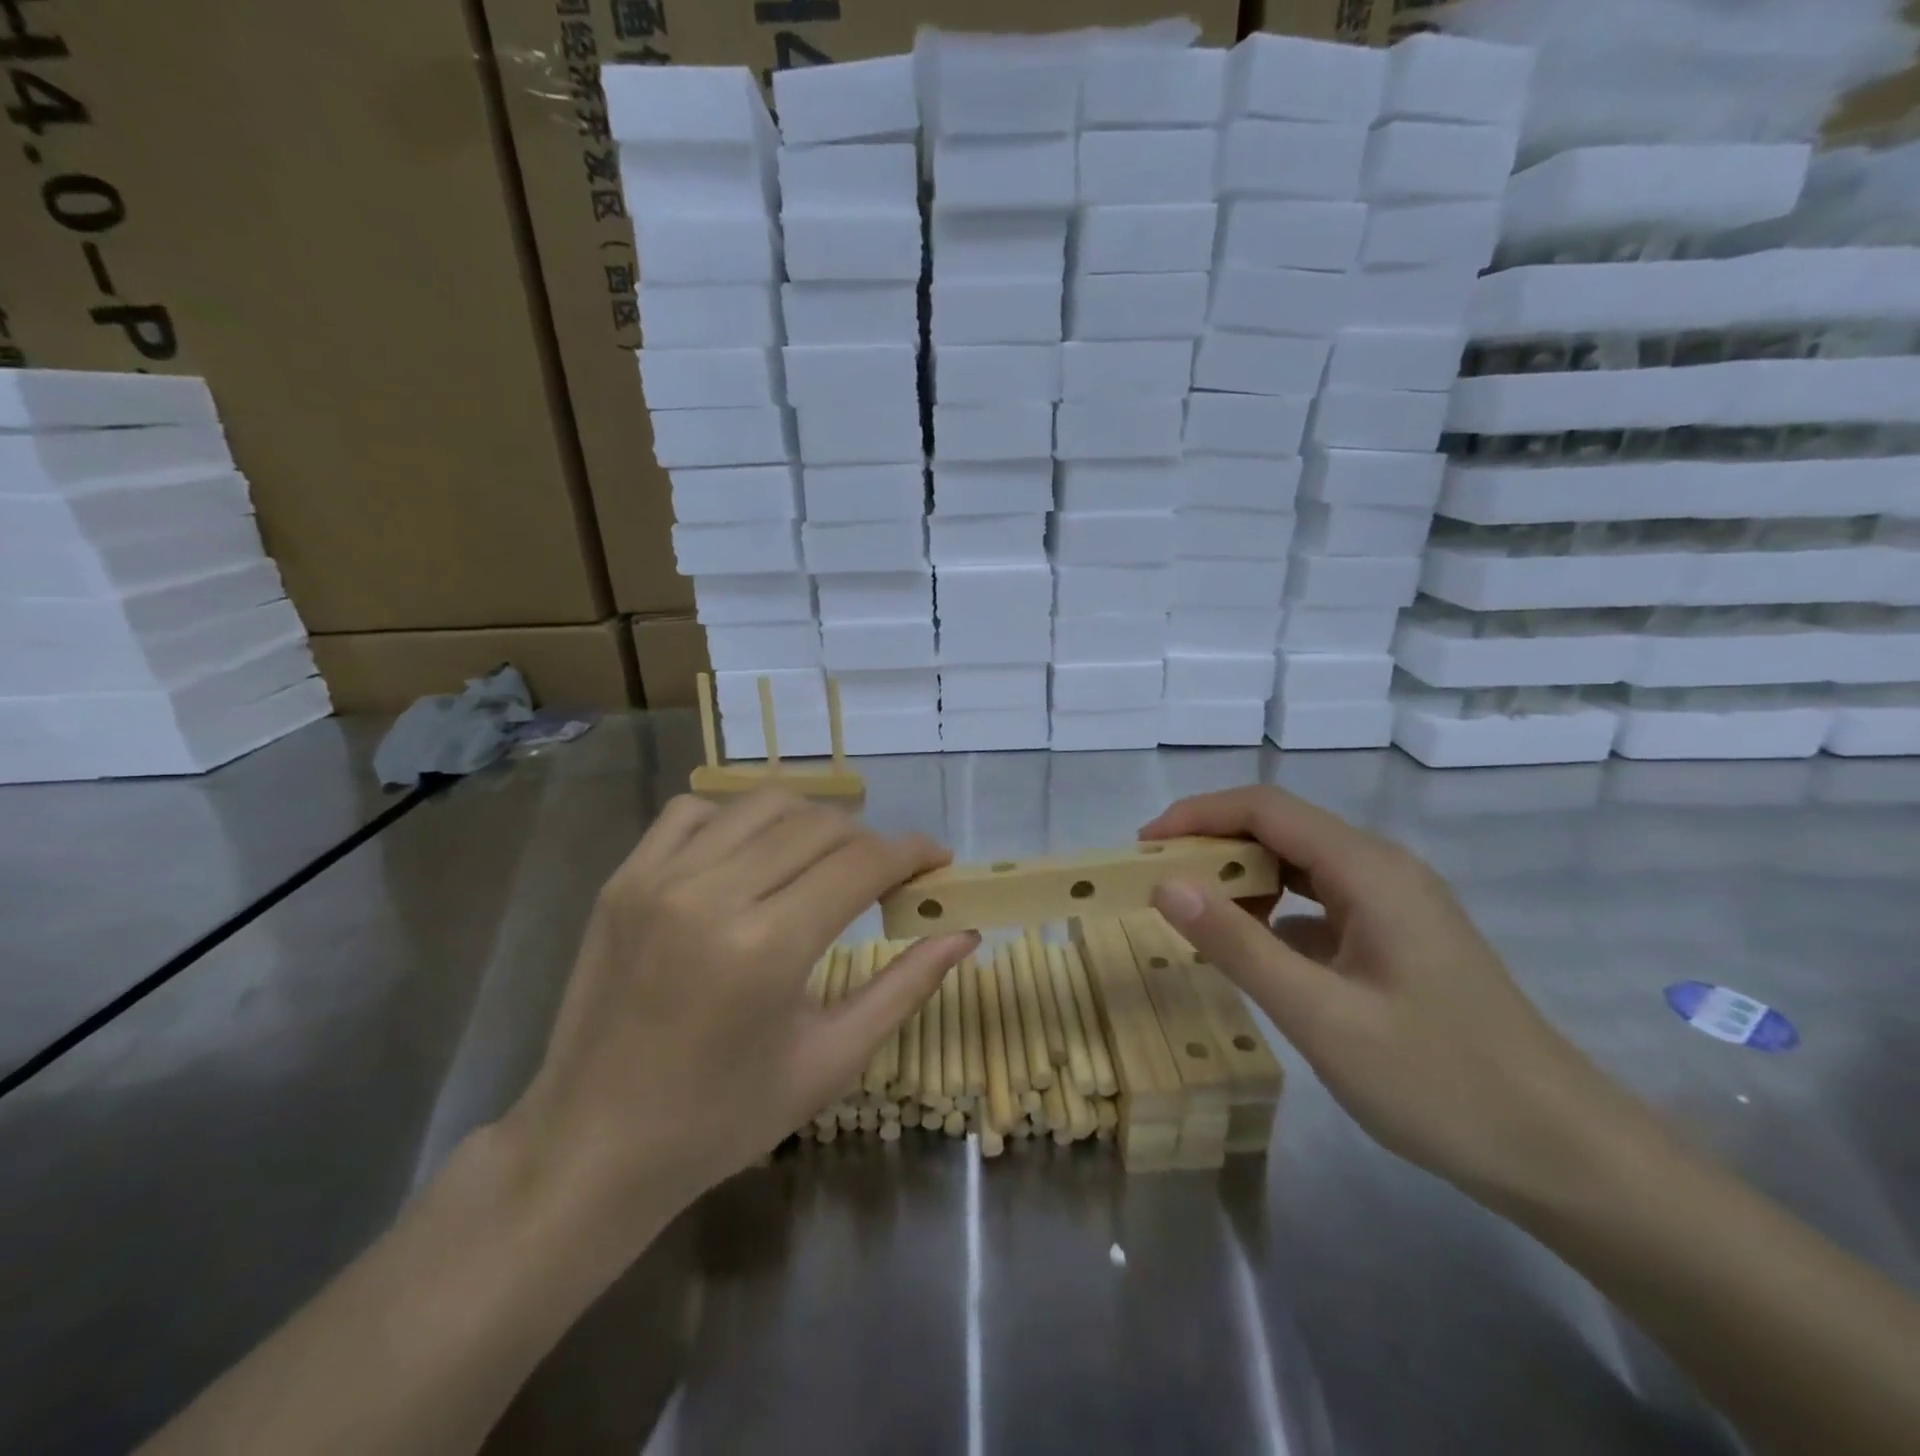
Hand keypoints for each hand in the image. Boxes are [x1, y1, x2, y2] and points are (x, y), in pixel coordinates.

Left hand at [503, 790, 976, 1238]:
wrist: (591, 1147)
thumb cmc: (722, 1118)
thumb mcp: (830, 1061)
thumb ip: (905, 987)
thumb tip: (963, 933)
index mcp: (767, 948)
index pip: (862, 863)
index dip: (913, 851)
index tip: (939, 859)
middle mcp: (712, 894)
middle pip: (820, 826)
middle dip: (870, 841)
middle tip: (887, 875)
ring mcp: (659, 879)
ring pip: (763, 804)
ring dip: (811, 822)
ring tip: (826, 859)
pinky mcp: (623, 878)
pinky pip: (694, 811)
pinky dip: (738, 818)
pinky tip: (752, 855)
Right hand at [1142, 787, 1653, 1208]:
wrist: (1564, 1154)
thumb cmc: (1439, 1081)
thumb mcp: (1320, 1016)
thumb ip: (1237, 944)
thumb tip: (1164, 884)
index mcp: (1369, 870)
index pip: (1265, 807)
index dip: (1196, 816)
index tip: (1143, 847)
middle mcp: (1382, 869)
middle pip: (1281, 828)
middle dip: (1213, 846)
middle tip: (1157, 884)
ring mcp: (1395, 903)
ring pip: (1300, 864)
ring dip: (1242, 878)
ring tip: (1194, 913)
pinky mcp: (1398, 937)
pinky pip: (1320, 902)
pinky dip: (1274, 912)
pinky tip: (1254, 950)